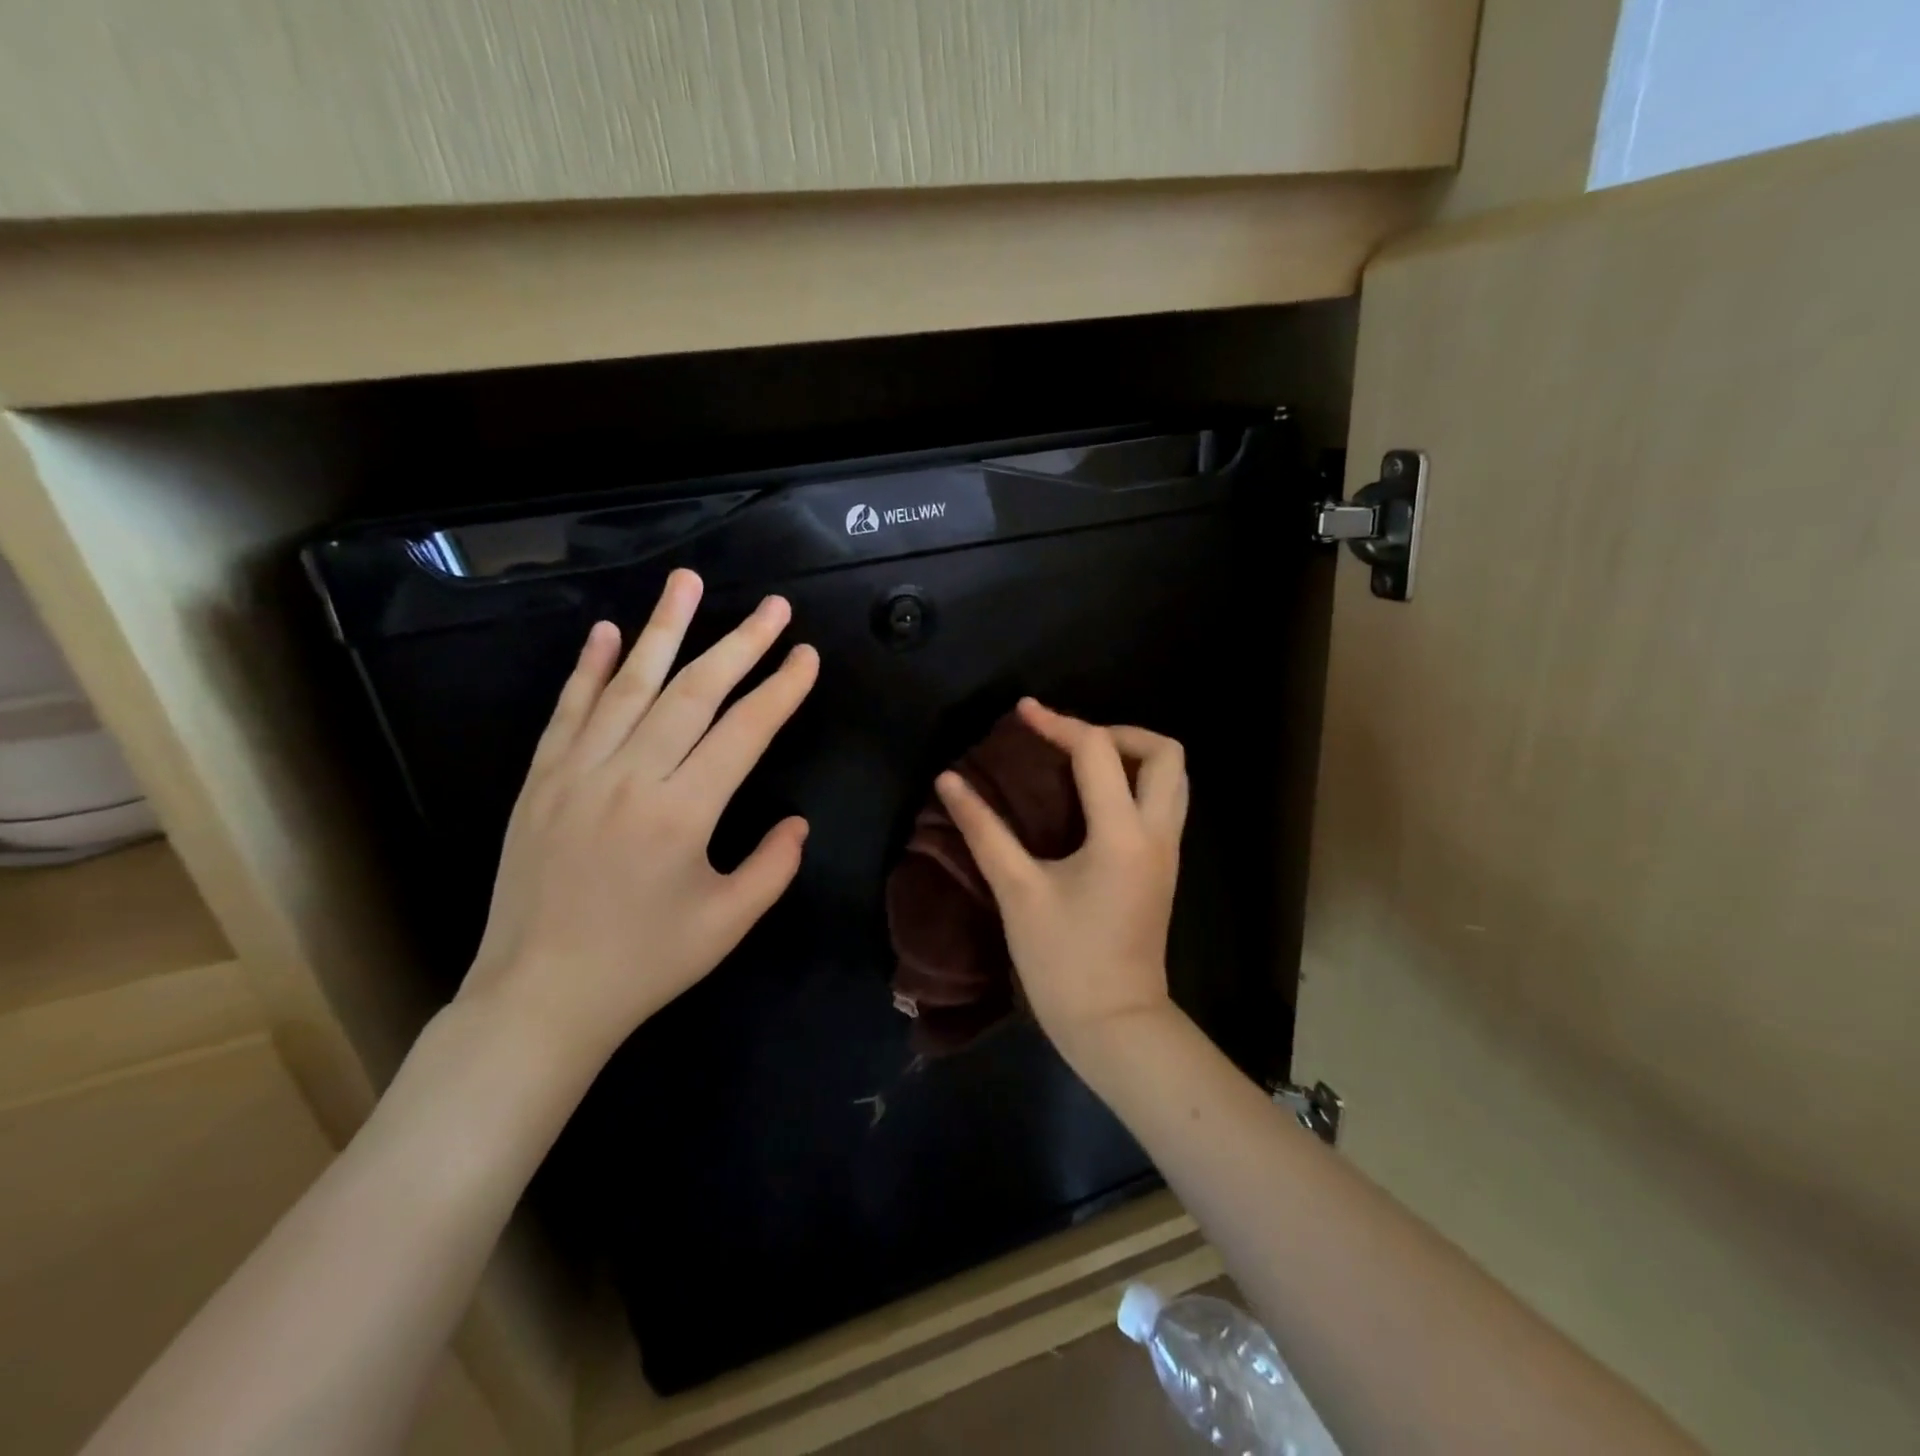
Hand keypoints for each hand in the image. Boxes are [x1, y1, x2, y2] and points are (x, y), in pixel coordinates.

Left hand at [460, 569, 817, 1071]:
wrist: (539, 997)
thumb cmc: (644, 964)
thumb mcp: (728, 924)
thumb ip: (773, 866)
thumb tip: (798, 822)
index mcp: (682, 814)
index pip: (744, 732)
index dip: (780, 689)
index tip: (805, 655)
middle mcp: (630, 778)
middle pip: (693, 692)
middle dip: (739, 643)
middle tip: (771, 605)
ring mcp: (578, 773)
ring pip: (629, 685)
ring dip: (664, 629)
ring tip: (687, 581)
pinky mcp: (541, 780)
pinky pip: (569, 710)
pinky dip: (590, 667)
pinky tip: (610, 632)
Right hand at [935, 699, 1187, 1059]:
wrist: (1115, 1025)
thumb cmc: (1063, 962)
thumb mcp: (1018, 892)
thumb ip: (984, 830)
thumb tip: (949, 782)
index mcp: (1122, 835)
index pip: (1097, 751)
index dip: (1057, 723)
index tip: (1022, 713)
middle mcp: (1157, 834)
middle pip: (1166, 752)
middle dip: (1118, 732)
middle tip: (1070, 742)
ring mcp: (1168, 851)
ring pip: (1173, 778)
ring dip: (1132, 756)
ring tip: (1081, 764)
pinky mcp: (1164, 868)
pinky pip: (1162, 803)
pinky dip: (1133, 784)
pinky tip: (1090, 801)